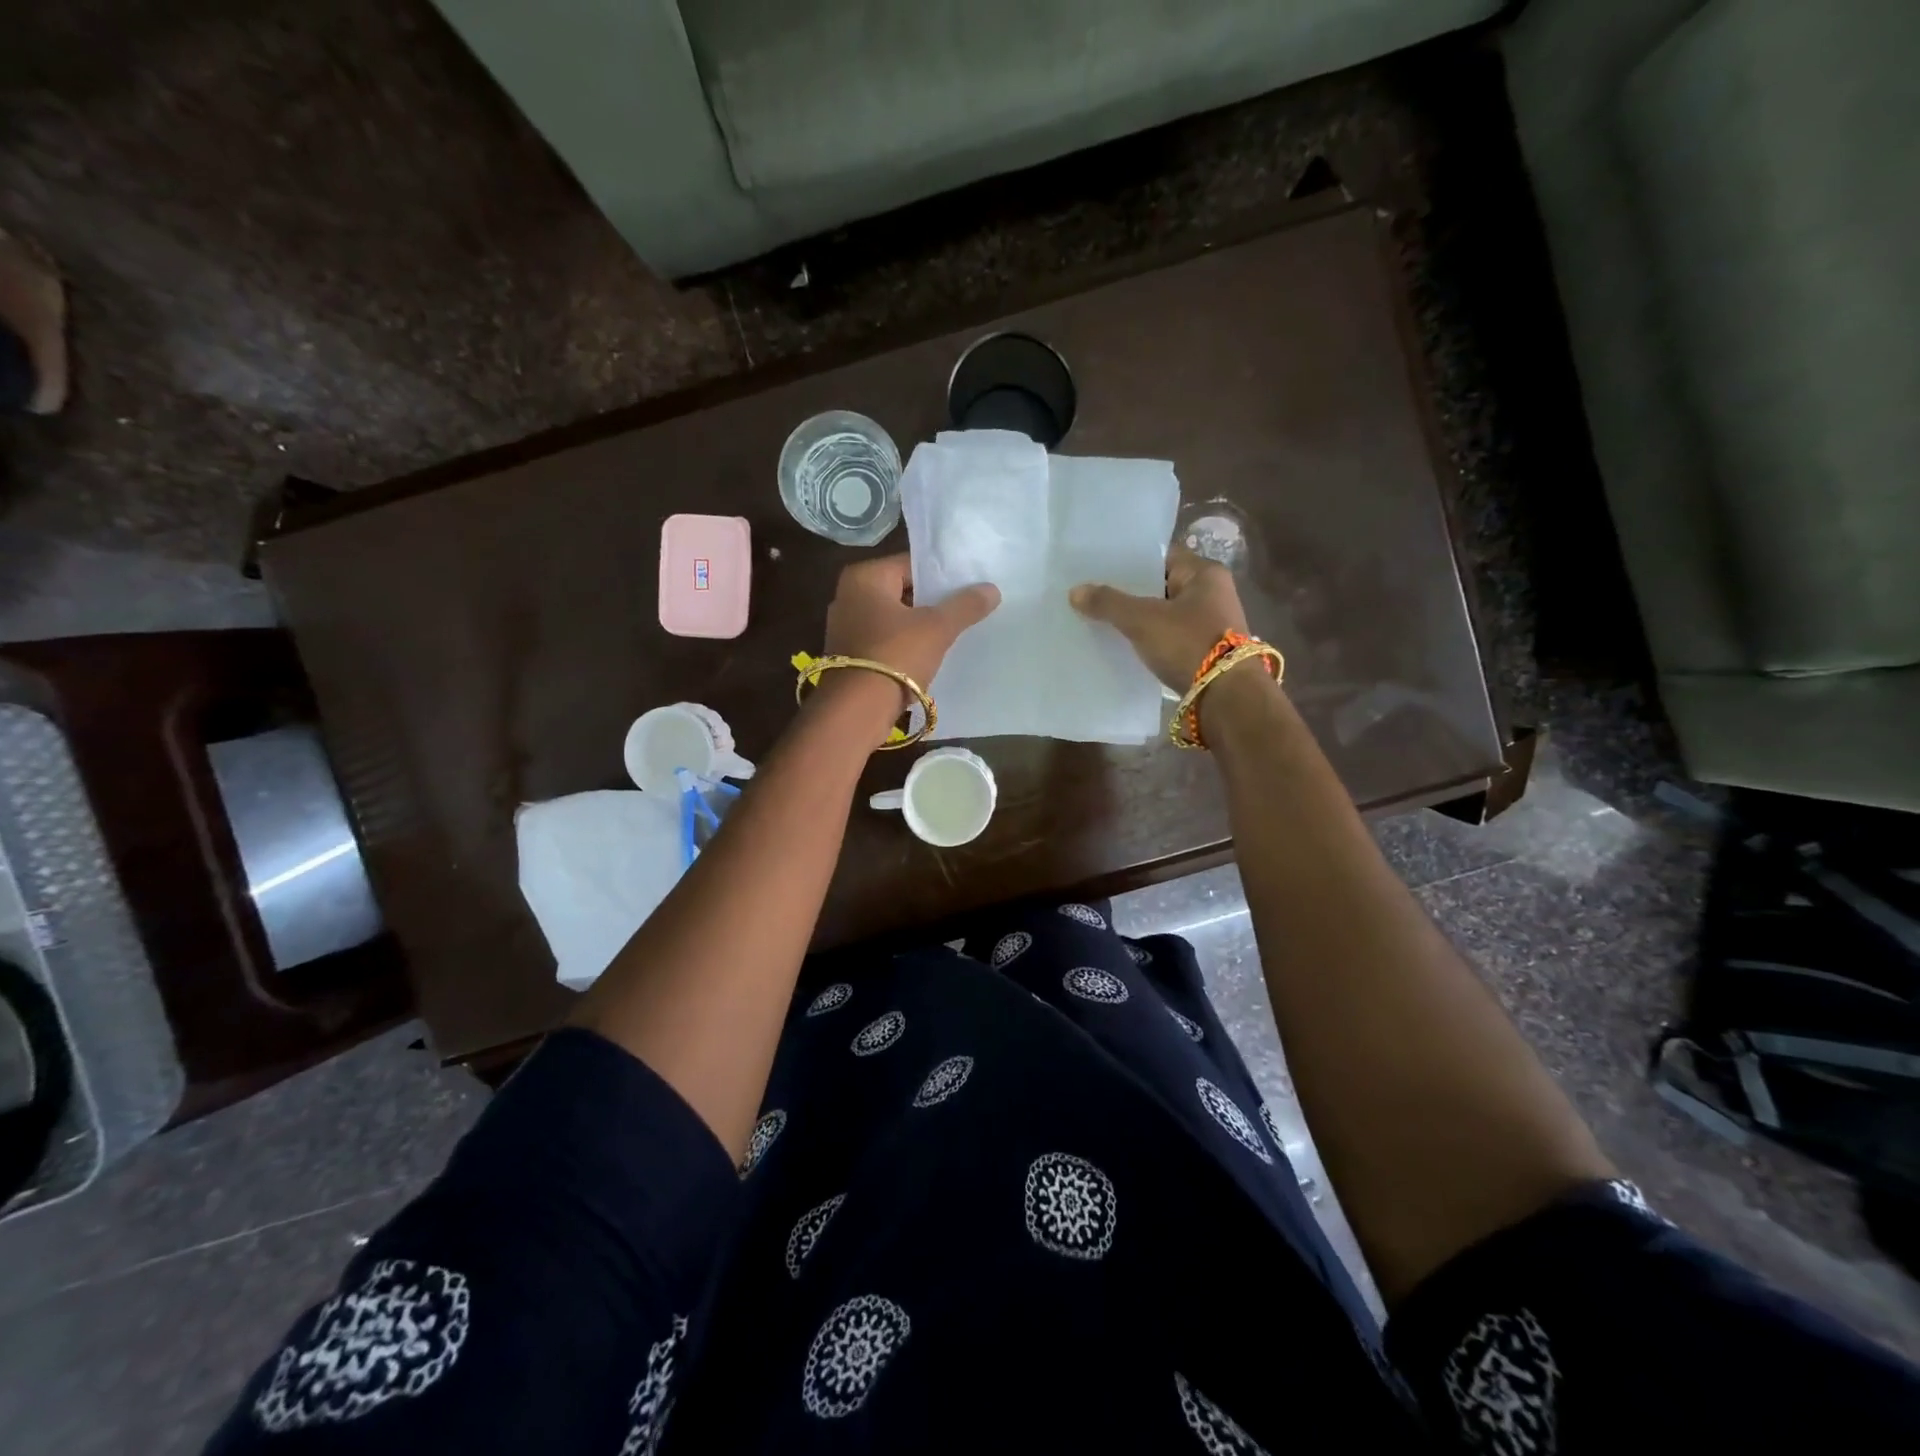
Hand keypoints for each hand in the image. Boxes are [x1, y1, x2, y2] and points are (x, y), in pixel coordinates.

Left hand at [823, 555, 1000, 695]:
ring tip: (950, 634)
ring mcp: (844, 628)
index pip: (910, 565)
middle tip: (964, 610)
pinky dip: (903, 646)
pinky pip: (883, 642)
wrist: (857, 710)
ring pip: (892, 619)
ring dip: (918, 627)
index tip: (967, 587)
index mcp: (864, 577)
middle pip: (901, 592)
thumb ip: (965, 605)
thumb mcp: (937, 628)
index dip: (941, 576)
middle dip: (930, 602)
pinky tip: (927, 657)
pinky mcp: (848, 657)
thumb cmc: (896, 655)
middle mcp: (847, 596)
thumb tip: (992, 589)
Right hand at [1069, 544, 1248, 691]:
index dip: (1131, 563)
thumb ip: (1109, 603)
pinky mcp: (1206, 651)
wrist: (1226, 697)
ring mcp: (1212, 623)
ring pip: (1165, 614)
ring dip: (1140, 618)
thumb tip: (1075, 591)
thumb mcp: (1143, 620)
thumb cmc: (1188, 644)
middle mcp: (1213, 593)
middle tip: (1096, 595)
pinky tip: (1126, 646)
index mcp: (1205, 573)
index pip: (1162, 557)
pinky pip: (1171, 637)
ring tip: (1103, 620)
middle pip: (1162, 586)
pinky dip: (1151, 639)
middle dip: (1131, 592)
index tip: (1101, 569)